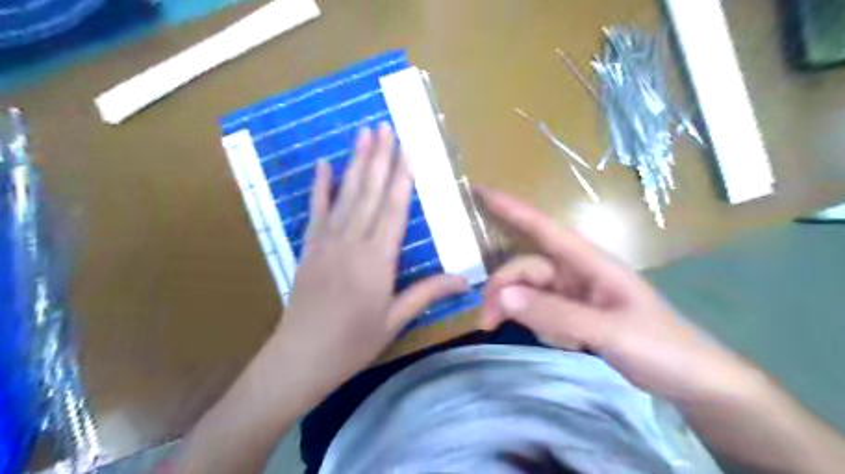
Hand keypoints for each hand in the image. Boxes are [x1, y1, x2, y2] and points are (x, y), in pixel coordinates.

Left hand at [270, 124, 467, 393]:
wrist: (300, 358)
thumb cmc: (353, 343)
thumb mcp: (395, 320)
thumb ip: (428, 293)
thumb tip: (465, 281)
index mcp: (377, 260)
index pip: (393, 209)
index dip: (401, 177)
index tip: (407, 149)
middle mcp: (352, 242)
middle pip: (369, 193)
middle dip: (379, 158)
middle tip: (384, 125)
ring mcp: (326, 242)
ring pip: (345, 194)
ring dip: (355, 162)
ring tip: (362, 133)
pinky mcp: (308, 247)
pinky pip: (315, 210)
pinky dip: (320, 186)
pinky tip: (324, 164)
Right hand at [474, 185, 767, 402]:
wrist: (693, 382)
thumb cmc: (661, 346)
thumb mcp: (609, 331)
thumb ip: (555, 313)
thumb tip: (502, 295)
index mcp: (589, 262)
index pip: (542, 227)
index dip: (510, 208)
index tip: (479, 192)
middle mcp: (577, 272)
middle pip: (526, 269)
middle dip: (504, 291)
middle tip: (487, 321)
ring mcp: (575, 294)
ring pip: (529, 293)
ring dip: (524, 314)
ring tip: (553, 341)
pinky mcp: (574, 314)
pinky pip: (541, 312)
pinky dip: (543, 327)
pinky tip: (569, 345)